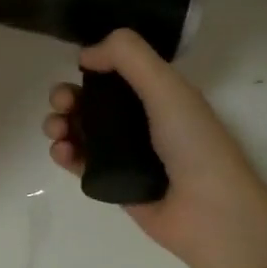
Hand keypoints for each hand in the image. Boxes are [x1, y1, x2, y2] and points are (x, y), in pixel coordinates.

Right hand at [43, 29, 266, 267]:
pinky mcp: (110, 182)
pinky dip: (64, 153)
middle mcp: (140, 120)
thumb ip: (128, 57)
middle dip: (68, 96)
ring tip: (57, 130)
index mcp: (158, 93)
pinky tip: (62, 152)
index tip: (79, 68)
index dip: (93, 66)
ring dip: (60, 123)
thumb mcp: (167, 88)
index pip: (116, 71)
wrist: (208, 213)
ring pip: (80, 130)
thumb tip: (85, 53)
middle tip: (62, 104)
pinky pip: (79, 162)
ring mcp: (124, 153)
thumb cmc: (193, 144)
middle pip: (91, 100)